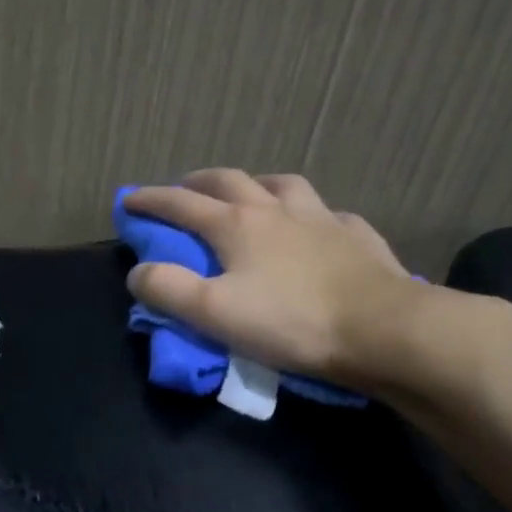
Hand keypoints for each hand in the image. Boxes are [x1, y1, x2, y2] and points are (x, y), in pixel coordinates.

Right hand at [123, 170, 437, 396]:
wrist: (383, 330)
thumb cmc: (291, 322)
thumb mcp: (214, 313)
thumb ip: (168, 289)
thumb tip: (138, 271)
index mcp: (237, 225)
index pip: (181, 204)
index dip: (151, 200)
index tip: (128, 199)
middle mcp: (276, 210)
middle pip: (230, 181)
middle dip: (199, 182)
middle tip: (184, 188)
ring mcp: (321, 219)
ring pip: (283, 184)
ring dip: (257, 184)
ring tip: (251, 193)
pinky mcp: (357, 236)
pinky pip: (329, 213)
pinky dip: (311, 214)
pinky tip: (315, 225)